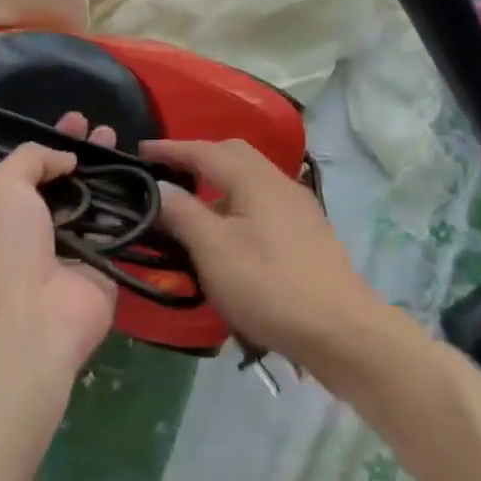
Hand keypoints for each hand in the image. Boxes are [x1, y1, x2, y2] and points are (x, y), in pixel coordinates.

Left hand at [0, 116, 117, 378]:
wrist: (30, 320)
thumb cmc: (2, 247)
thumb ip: (29, 159)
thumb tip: (65, 158)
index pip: (25, 172)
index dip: (49, 144)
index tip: (74, 121)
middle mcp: (30, 235)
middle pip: (62, 186)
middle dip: (83, 156)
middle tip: (106, 130)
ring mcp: (67, 253)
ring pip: (92, 206)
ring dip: (109, 177)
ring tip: (127, 146)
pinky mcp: (101, 271)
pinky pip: (118, 233)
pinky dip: (131, 209)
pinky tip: (146, 180)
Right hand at [144, 138, 383, 366]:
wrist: (341, 331)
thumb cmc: (269, 286)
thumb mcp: (213, 250)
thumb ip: (182, 213)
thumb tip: (159, 187)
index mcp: (255, 180)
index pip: (205, 151)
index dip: (170, 149)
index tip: (139, 152)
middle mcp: (280, 184)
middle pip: (234, 156)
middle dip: (198, 158)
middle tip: (166, 174)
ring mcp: (299, 209)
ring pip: (251, 181)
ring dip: (218, 184)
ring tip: (191, 208)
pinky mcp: (308, 235)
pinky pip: (263, 204)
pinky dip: (236, 206)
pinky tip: (228, 235)